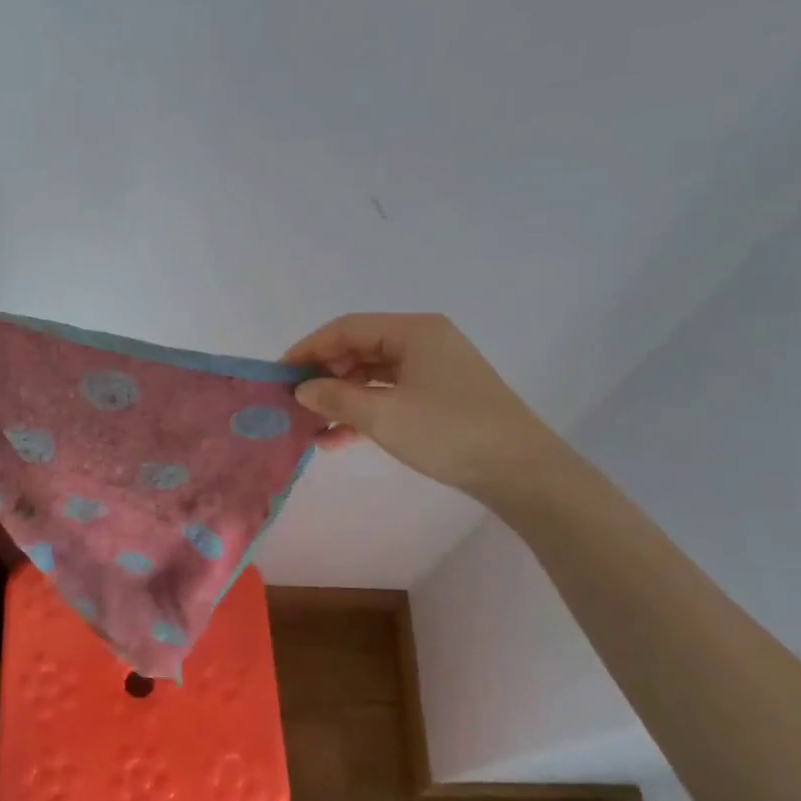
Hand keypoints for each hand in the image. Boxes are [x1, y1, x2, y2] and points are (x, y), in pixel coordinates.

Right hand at [284, 313, 563, 495]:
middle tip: (292, 402)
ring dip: (340, 399)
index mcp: (414, 331)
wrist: (521, 472)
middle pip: (359, 349)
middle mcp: (423, 342)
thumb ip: (336, 399)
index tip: (278, 374)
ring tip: (309, 426)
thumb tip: (301, 391)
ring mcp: (433, 370)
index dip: (309, 349)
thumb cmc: (449, 432)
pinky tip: (336, 439)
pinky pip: (389, 395)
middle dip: (323, 376)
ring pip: (372, 376)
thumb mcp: (384, 416)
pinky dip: (363, 412)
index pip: (347, 328)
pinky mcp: (439, 397)